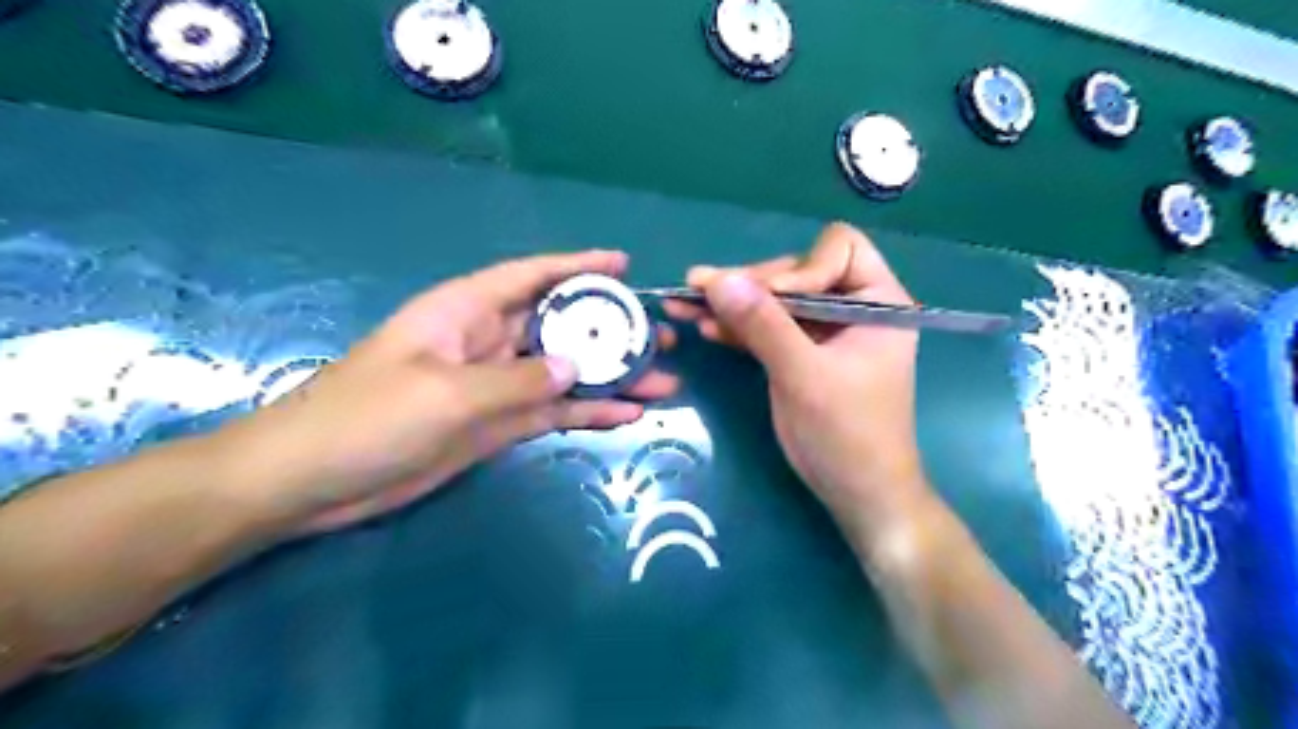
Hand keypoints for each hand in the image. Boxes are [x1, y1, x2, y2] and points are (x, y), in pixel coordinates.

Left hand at [213, 251, 681, 534]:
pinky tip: (627, 416)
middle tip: (660, 337)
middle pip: (559, 325)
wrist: (315, 481)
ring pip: (564, 372)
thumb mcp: (446, 393)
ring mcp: (495, 385)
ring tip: (661, 381)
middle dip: (610, 330)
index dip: (578, 266)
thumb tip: (577, 367)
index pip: (531, 276)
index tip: (624, 265)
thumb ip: (517, 380)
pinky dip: (587, 412)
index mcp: (466, 311)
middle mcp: (487, 341)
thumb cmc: (369, 417)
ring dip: (610, 377)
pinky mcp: (497, 424)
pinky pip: (552, 411)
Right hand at [664, 226, 927, 548]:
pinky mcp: (800, 353)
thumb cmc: (848, 435)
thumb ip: (762, 325)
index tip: (769, 301)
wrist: (856, 493)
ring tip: (686, 303)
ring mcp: (823, 331)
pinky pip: (767, 328)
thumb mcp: (804, 376)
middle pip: (797, 273)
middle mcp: (852, 308)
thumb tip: (717, 279)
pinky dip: (737, 327)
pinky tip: (705, 326)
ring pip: (775, 301)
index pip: (838, 250)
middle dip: (751, 285)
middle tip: (700, 290)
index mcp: (878, 302)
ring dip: (733, 303)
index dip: (800, 269)